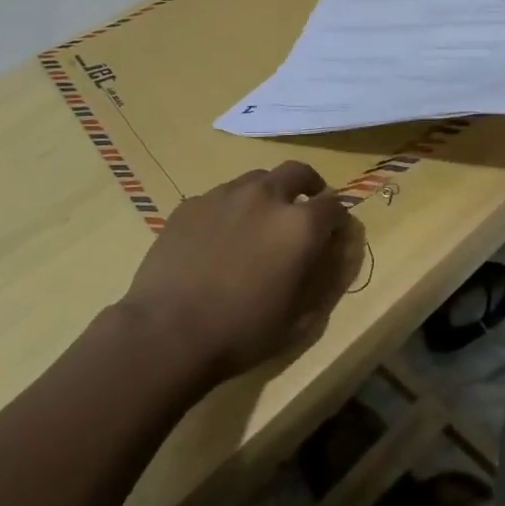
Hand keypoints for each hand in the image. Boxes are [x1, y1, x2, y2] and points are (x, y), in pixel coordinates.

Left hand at [120, 162, 364, 382]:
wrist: (167, 333)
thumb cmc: (241, 332)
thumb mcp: (298, 319)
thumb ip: (323, 280)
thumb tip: (332, 255)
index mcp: (300, 225)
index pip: (334, 204)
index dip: (338, 218)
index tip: (333, 232)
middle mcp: (266, 197)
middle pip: (297, 172)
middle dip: (308, 185)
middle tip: (304, 208)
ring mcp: (225, 195)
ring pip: (257, 179)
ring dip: (268, 194)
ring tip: (259, 222)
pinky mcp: (191, 204)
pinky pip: (220, 197)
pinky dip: (230, 209)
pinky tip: (218, 238)